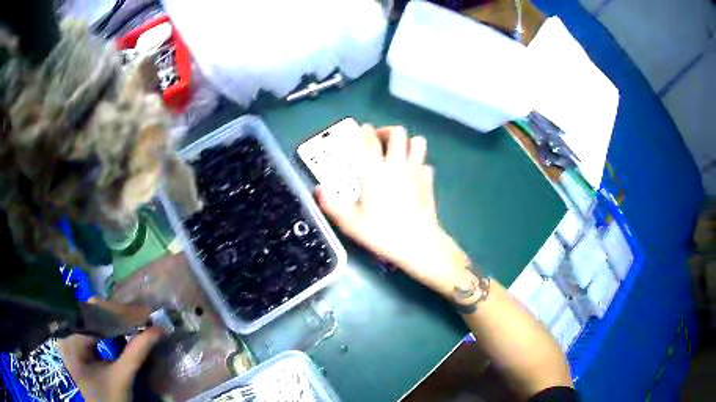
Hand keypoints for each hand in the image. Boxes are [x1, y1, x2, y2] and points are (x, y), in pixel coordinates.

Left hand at [58, 299, 161, 401]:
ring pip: (94, 318)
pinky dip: (111, 328)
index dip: (119, 312)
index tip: (143, 313)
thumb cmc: (110, 400)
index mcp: (71, 338)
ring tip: (137, 321)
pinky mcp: (79, 343)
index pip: (93, 313)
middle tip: (143, 317)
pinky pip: (94, 327)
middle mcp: (67, 331)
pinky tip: (125, 329)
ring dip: (116, 320)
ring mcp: (72, 336)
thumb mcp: (122, 378)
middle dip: (119, 315)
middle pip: (93, 313)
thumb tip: (158, 329)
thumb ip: (136, 353)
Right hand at [316, 125, 472, 296]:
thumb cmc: (382, 232)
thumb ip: (331, 205)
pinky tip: (413, 175)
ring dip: (408, 143)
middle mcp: (397, 165)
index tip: (362, 129)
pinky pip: (425, 164)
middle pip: (398, 133)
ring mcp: (417, 172)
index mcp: (375, 171)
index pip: (370, 141)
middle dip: (388, 131)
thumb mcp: (350, 223)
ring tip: (399, 153)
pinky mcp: (429, 182)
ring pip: (418, 143)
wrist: (418, 244)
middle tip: (380, 141)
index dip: (365, 131)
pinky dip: (419, 165)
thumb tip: (318, 190)